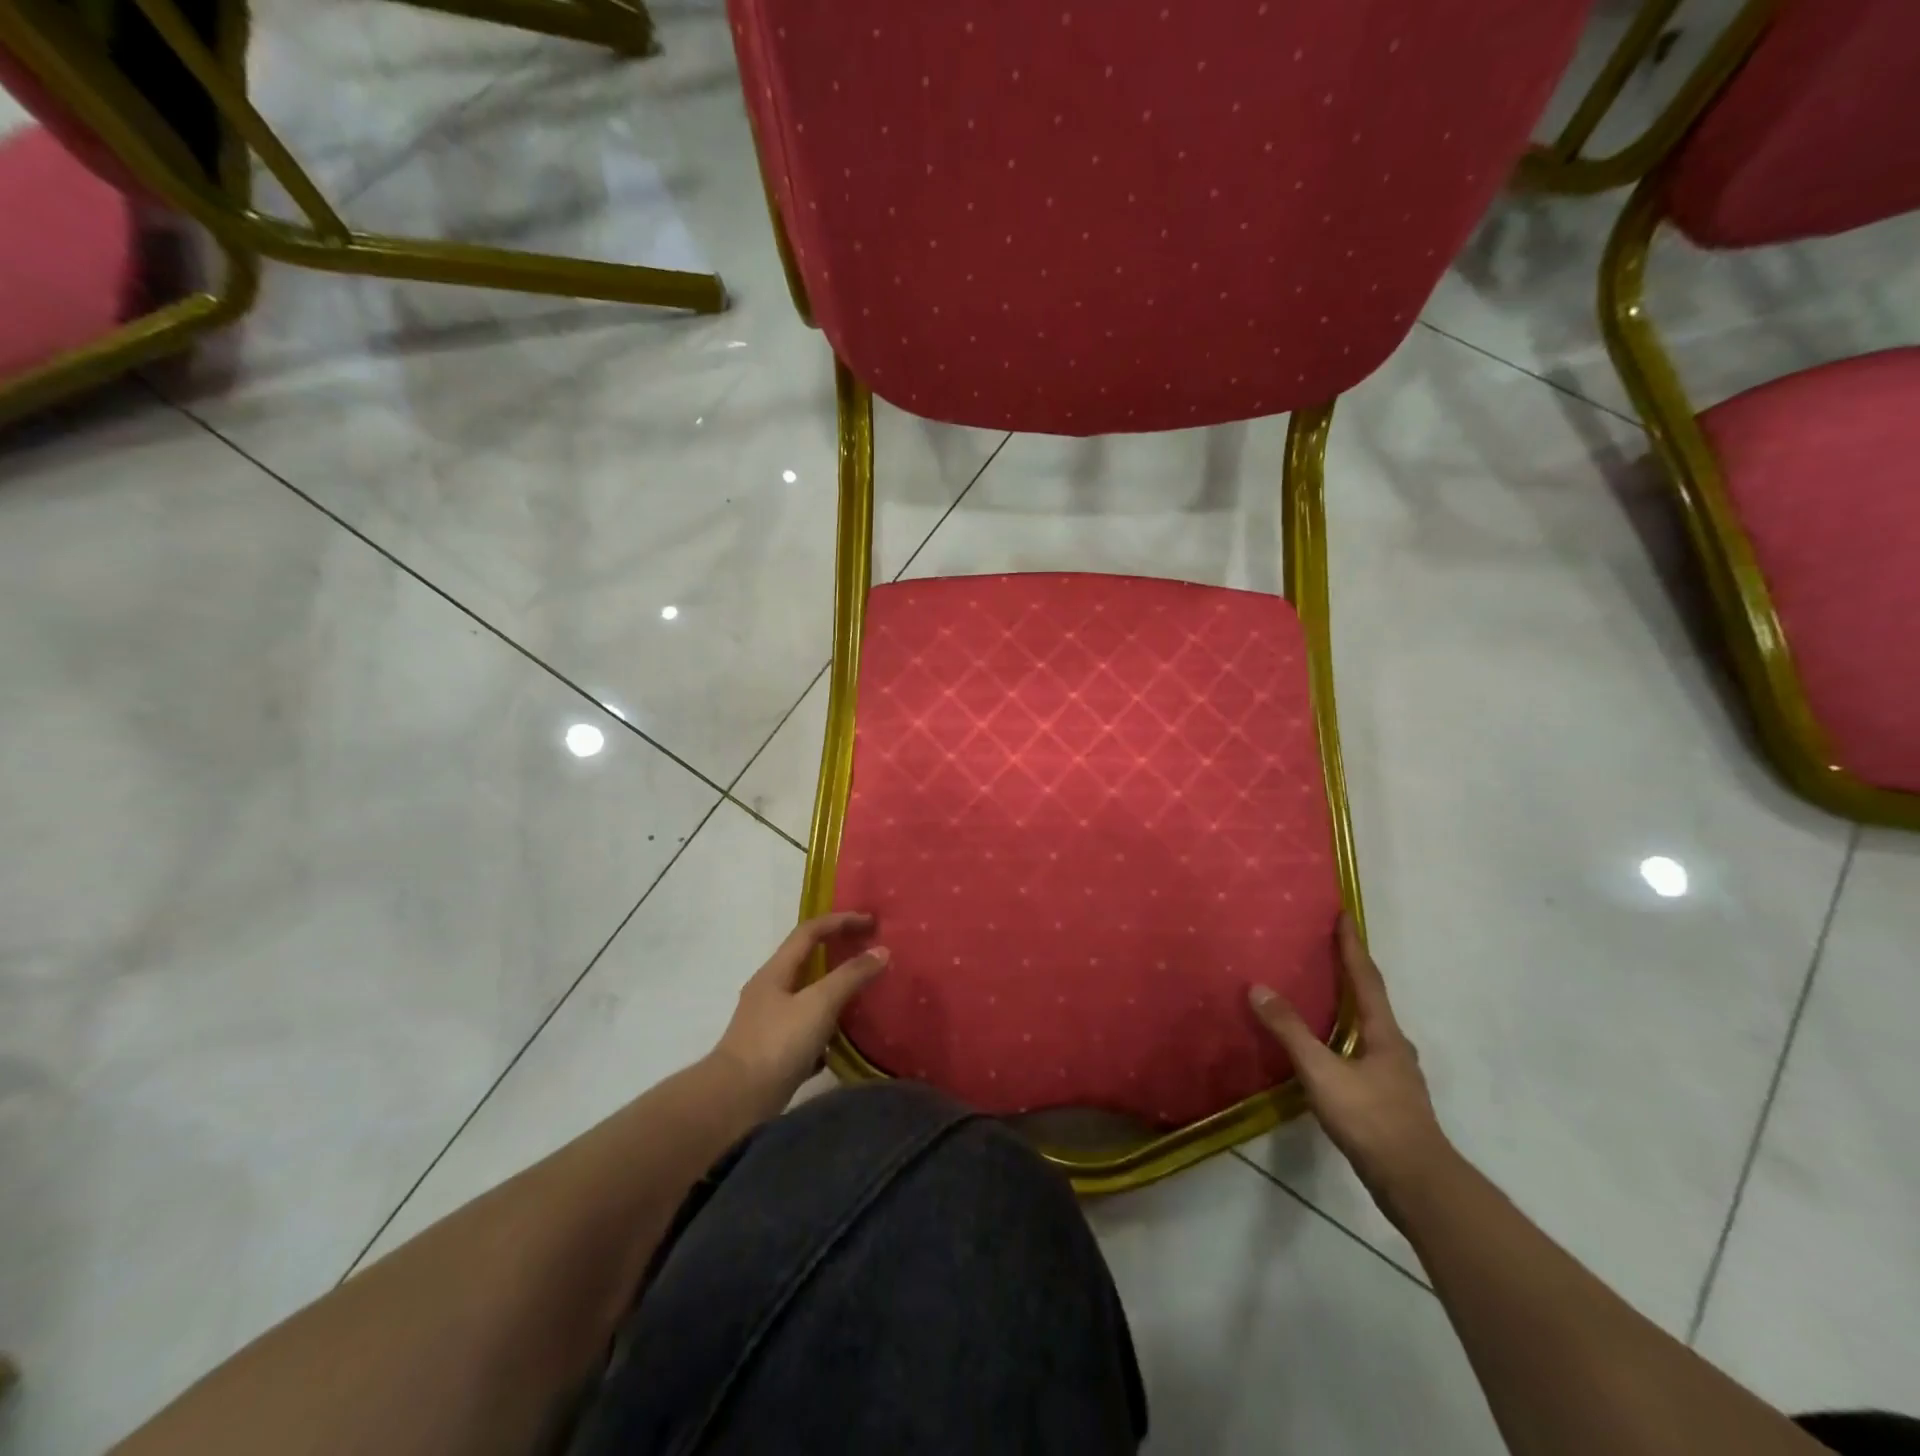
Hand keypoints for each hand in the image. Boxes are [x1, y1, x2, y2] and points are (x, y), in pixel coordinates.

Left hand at [710, 912, 888, 1113]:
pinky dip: (824, 1031)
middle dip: (838, 955)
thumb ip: (850, 976)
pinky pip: (804, 1032)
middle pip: (807, 962)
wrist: (734, 1104)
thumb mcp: (819, 1004)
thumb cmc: (776, 1045)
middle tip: (869, 955)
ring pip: (807, 999)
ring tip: (862, 1000)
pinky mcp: (771, 1054)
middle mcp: (768, 992)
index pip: (809, 931)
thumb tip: (881, 950)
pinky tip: (839, 1046)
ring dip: (834, 994)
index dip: (840, 921)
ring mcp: (768, 1024)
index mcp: (775, 972)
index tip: (871, 923)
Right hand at [1249, 914, 1452, 1224]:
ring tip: (1323, 992)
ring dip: (1349, 1004)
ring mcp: (1394, 1073)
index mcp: (1382, 1032)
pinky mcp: (1387, 1097)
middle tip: (1326, 948)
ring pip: (1369, 1026)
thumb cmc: (1371, 1119)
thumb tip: (1258, 988)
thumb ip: (1291, 1031)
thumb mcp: (1322, 1072)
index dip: (1352, 946)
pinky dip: (1344, 1034)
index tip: (1344, 915)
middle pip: (1371, 998)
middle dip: (1351, 971)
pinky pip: (1362, 1050)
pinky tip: (1329, 1047)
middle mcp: (1393, 1045)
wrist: (1415, 1183)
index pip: (1365, 978)